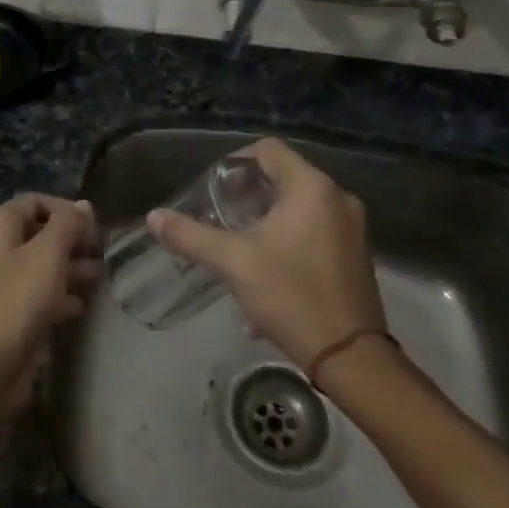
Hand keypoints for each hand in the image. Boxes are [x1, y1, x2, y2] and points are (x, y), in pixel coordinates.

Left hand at [0, 194, 102, 408]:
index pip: (34, 202)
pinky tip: (83, 304)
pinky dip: (63, 295)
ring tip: (102, 273)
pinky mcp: (15, 313)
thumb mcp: (47, 254)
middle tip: (104, 249)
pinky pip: (42, 294)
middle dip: (73, 238)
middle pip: (40, 233)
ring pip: (44, 265)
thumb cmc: (18, 299)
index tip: (94, 225)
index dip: (65, 208)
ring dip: (73, 266)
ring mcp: (5, 283)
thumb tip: (84, 205)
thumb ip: (67, 224)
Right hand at [147, 139, 383, 370]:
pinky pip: (314, 232)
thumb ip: (190, 235)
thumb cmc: (291, 295)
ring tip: (237, 247)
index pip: (268, 150)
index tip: (214, 189)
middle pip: (283, 178)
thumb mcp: (233, 262)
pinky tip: (264, 275)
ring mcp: (352, 229)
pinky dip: (286, 241)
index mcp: (311, 189)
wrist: (350, 358)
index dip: (236, 161)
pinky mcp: (356, 255)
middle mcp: (338, 199)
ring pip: (298, 208)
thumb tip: (153, 217)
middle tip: (220, 217)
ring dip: (265, 221)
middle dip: (247, 196)